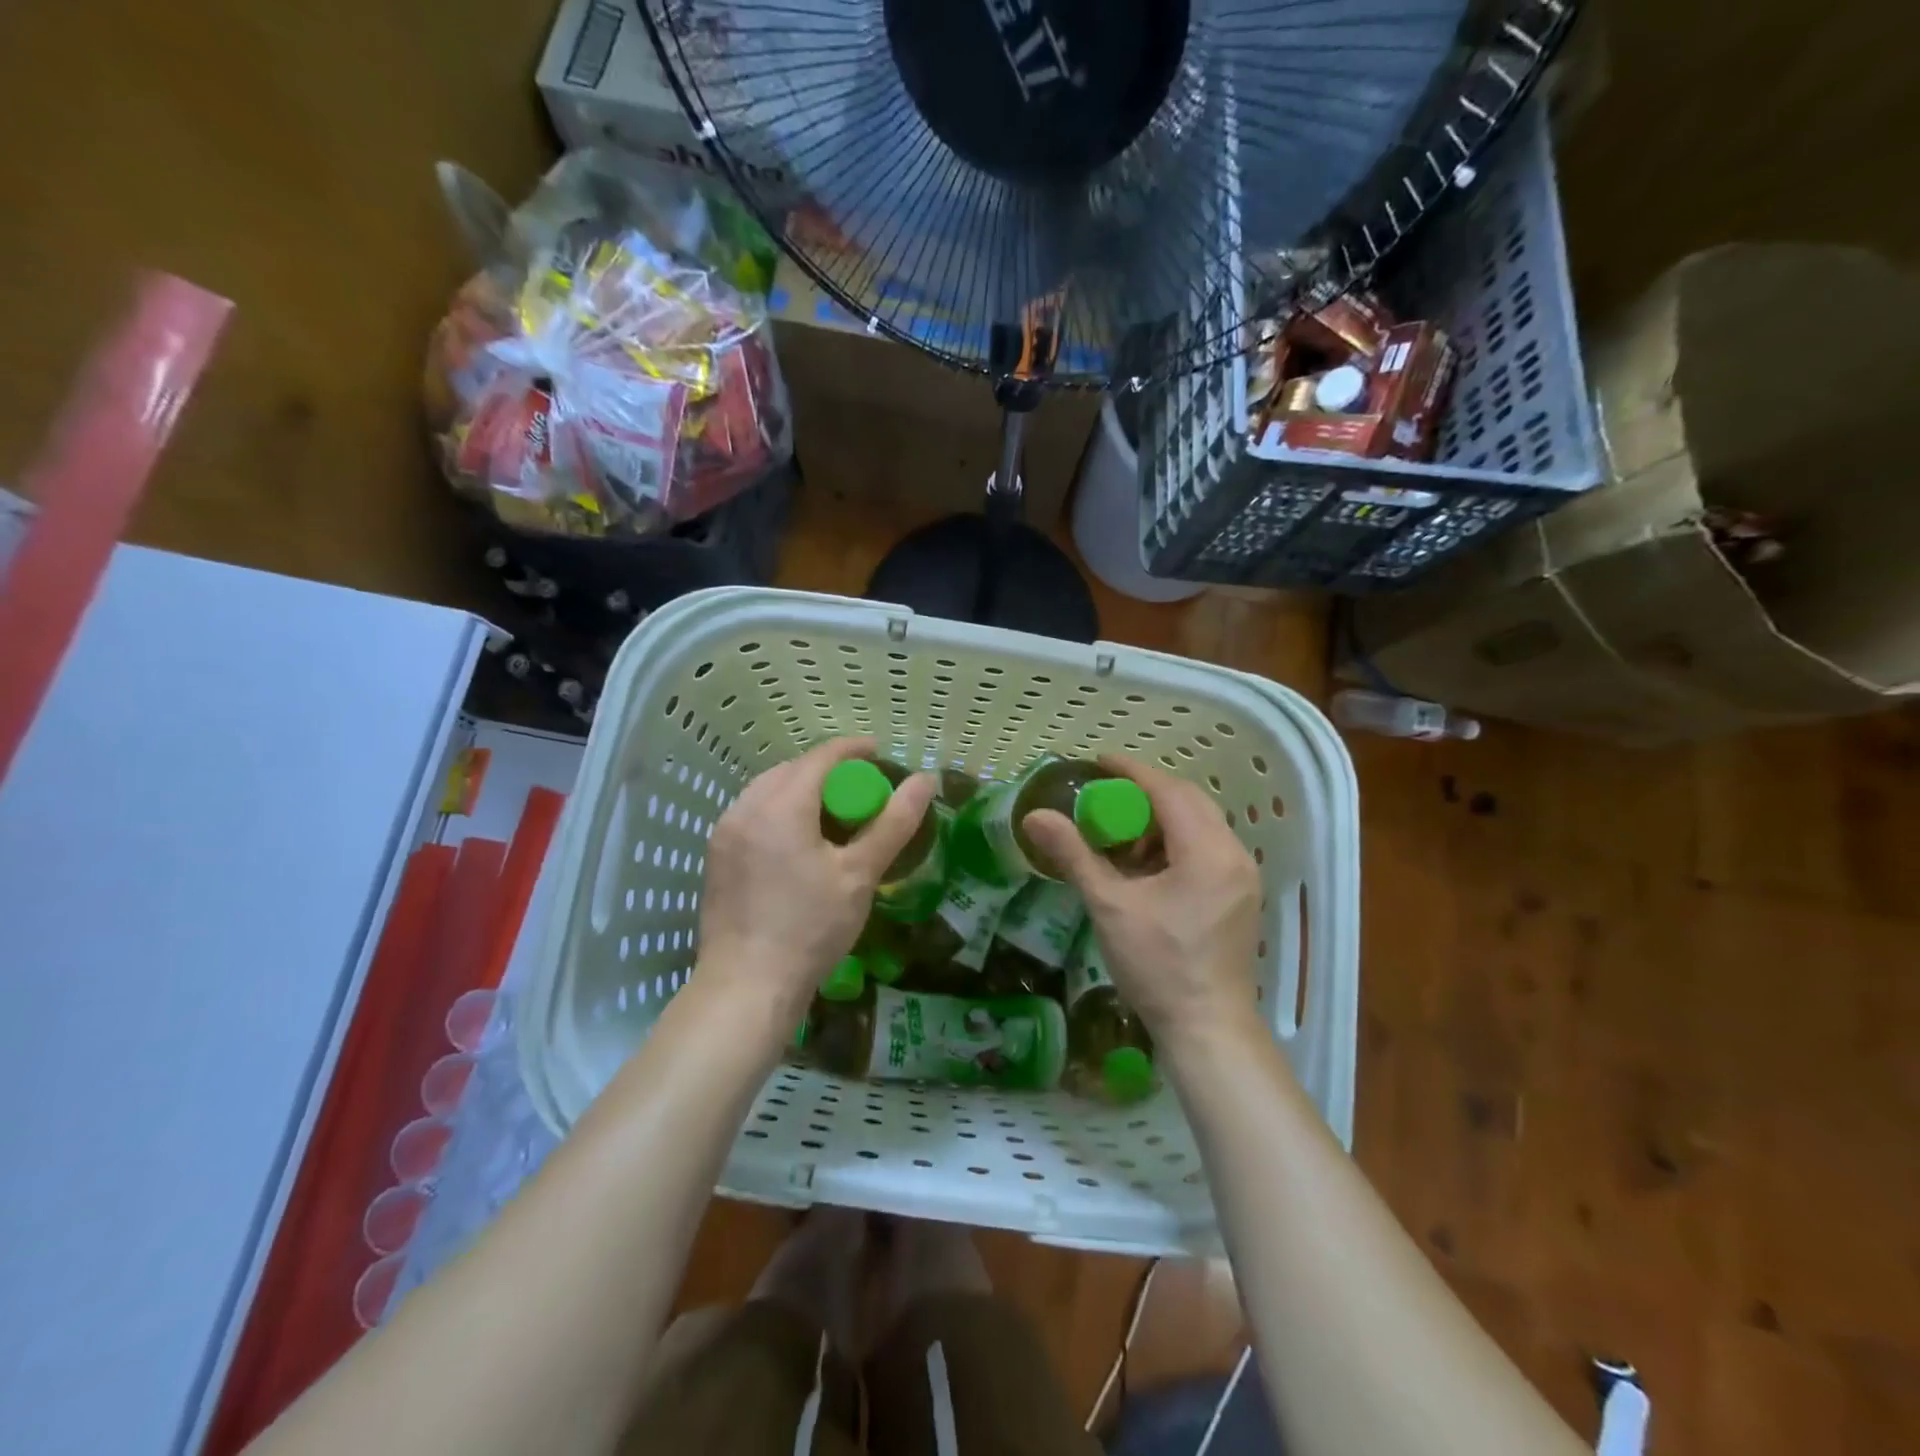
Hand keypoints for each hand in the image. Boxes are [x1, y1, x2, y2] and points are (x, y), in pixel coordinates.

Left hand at [696, 736, 936, 1042]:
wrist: (748, 986)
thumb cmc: (811, 929)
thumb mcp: (860, 874)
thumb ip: (893, 823)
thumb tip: (925, 781)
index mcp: (780, 806)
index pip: (821, 758)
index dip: (853, 750)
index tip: (880, 753)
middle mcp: (745, 808)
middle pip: (792, 770)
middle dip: (828, 770)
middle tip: (861, 788)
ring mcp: (725, 832)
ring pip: (768, 789)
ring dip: (802, 788)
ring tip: (833, 811)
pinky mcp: (717, 856)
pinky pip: (753, 813)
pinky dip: (780, 810)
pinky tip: (799, 838)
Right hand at [1023, 755, 1261, 1050]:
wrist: (1208, 1030)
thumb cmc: (1158, 966)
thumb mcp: (1110, 906)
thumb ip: (1074, 855)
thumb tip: (1034, 817)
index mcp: (1207, 850)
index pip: (1168, 791)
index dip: (1132, 771)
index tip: (1099, 761)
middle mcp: (1233, 855)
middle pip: (1189, 803)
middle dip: (1146, 794)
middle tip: (1106, 796)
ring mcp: (1242, 878)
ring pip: (1201, 827)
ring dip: (1161, 821)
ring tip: (1121, 836)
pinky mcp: (1240, 897)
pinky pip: (1207, 851)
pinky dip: (1176, 845)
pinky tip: (1147, 867)